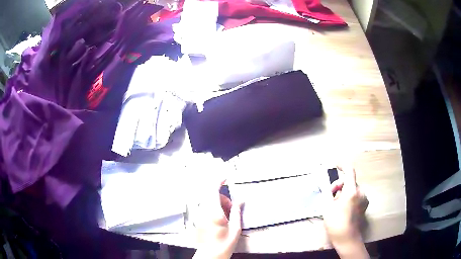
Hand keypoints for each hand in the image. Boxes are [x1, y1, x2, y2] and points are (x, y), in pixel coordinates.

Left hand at [193, 181, 242, 258]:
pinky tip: (220, 219)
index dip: (219, 181)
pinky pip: (205, 208)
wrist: (210, 255)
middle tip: (232, 209)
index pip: (213, 191)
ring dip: (218, 204)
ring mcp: (199, 215)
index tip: (226, 177)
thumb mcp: (235, 229)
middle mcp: (204, 212)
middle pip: (211, 196)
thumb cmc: (224, 244)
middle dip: (223, 198)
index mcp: (214, 213)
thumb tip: (240, 200)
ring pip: (208, 201)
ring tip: (227, 216)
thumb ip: (236, 212)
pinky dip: (213, 209)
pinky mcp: (198, 219)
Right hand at [322, 166, 369, 258]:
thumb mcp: (327, 207)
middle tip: (331, 195)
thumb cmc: (336, 222)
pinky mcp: (365, 204)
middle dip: (339, 185)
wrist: (347, 238)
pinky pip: (356, 195)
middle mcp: (361, 192)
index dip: (343, 165)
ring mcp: (364, 198)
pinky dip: (349, 197)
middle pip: (349, 181)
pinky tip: (344, 208)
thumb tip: (327, 184)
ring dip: (344, 192)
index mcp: (352, 191)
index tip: (336, 164)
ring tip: (336, 204)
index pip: (349, 171)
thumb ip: (328, 192)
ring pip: (353, 188)